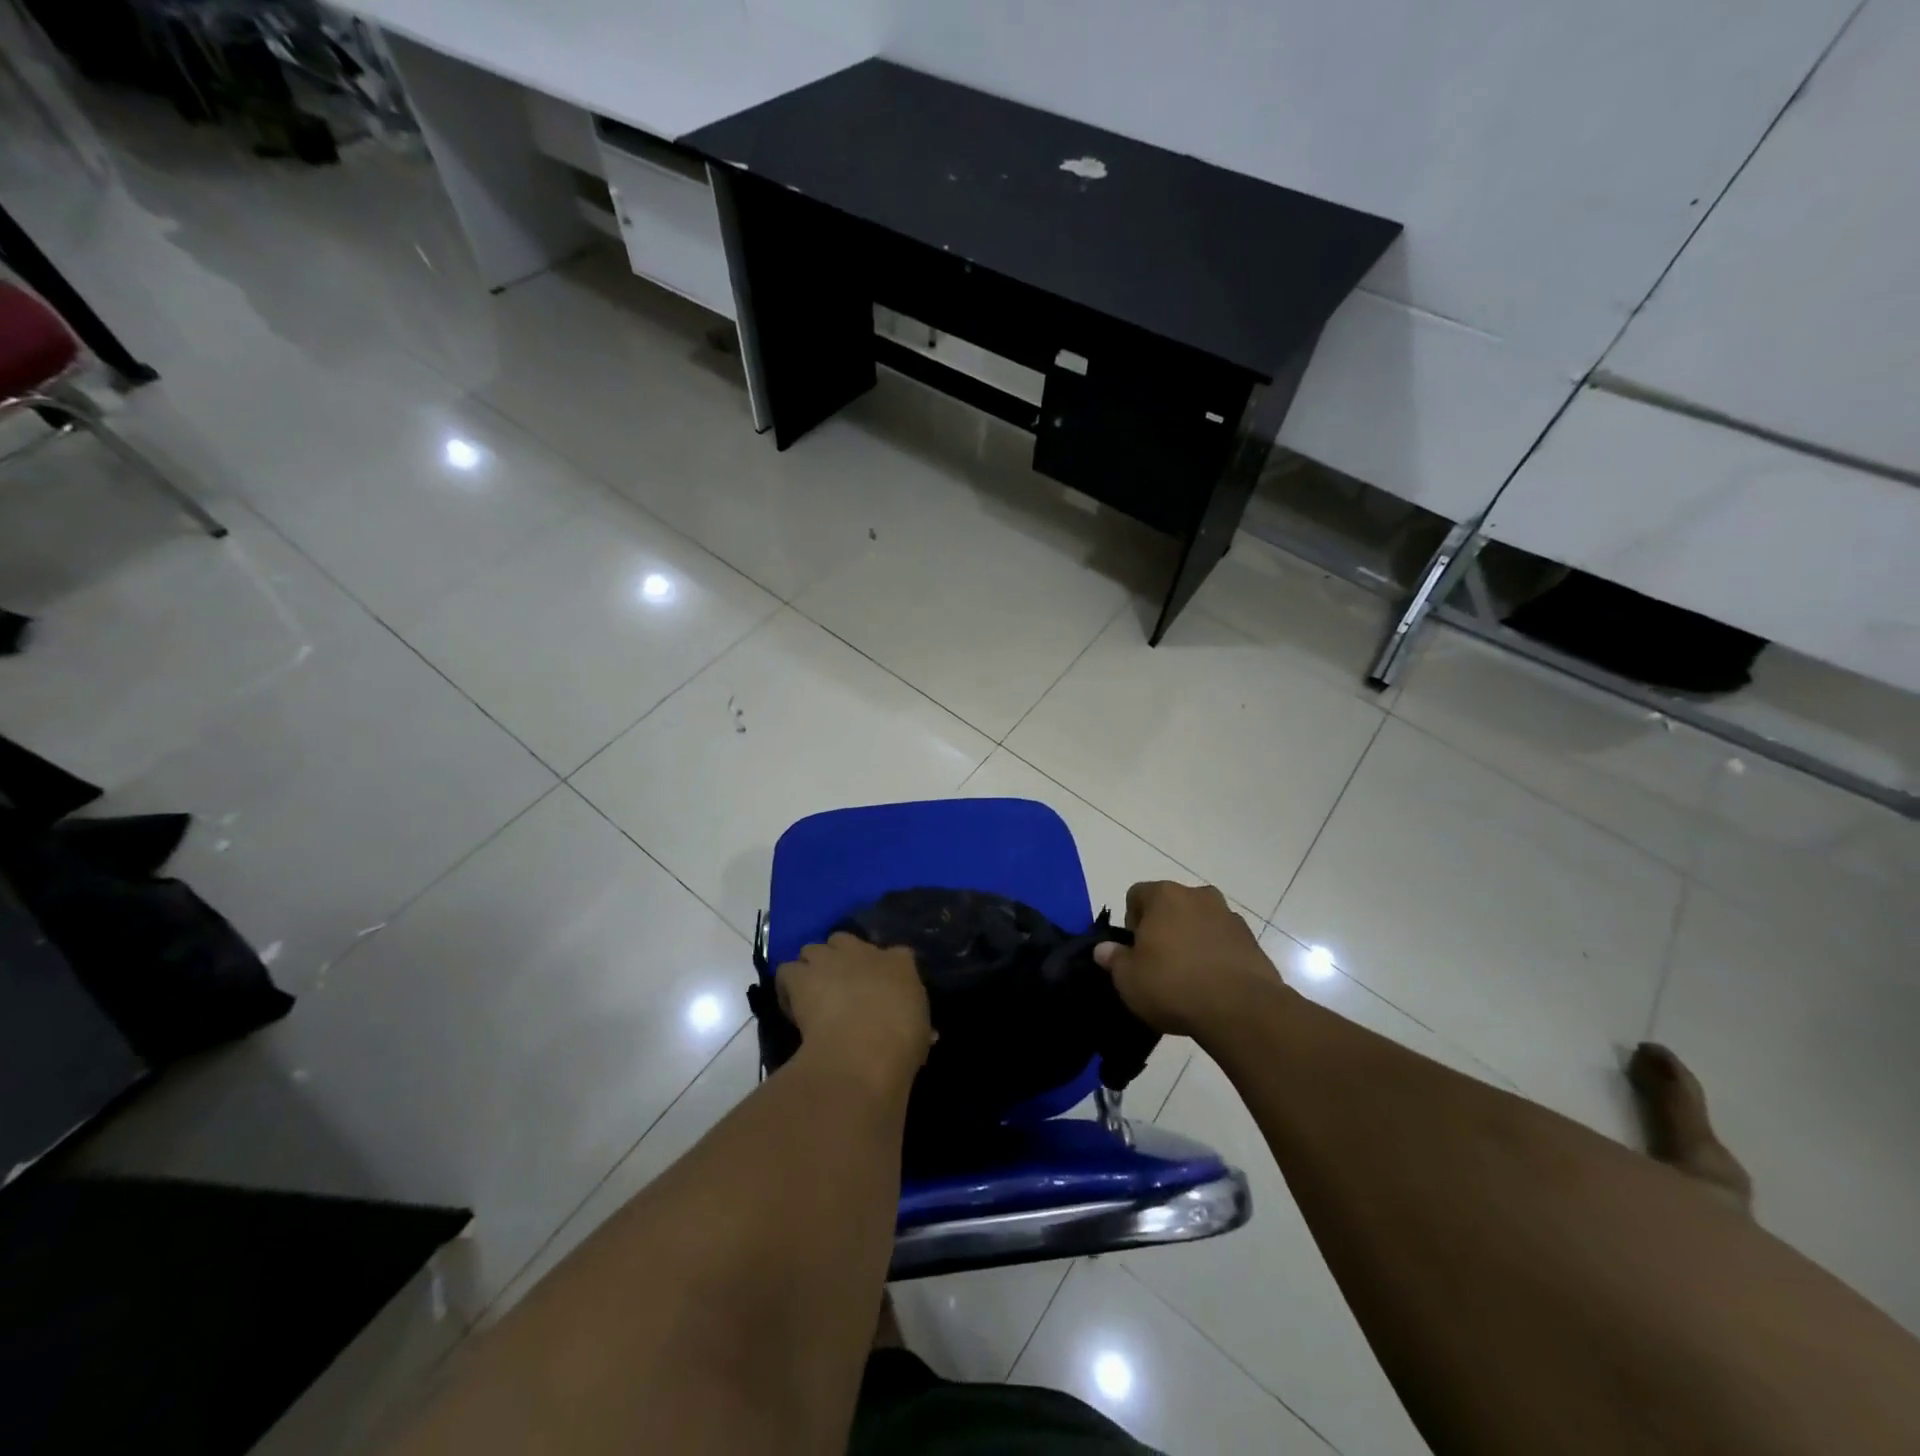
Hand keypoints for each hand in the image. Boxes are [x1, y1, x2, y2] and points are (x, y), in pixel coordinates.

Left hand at [777, 934, 933, 1089]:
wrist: (864, 1050)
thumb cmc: (901, 1044)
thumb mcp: (920, 1032)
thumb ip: (913, 1020)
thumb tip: (919, 1030)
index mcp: (900, 962)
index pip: (895, 953)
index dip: (883, 968)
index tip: (879, 989)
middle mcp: (863, 951)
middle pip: (844, 940)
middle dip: (839, 958)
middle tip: (839, 986)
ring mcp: (829, 959)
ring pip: (812, 949)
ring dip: (812, 968)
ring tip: (812, 994)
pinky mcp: (801, 975)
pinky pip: (787, 971)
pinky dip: (787, 986)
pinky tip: (793, 1006)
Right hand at [1094, 882, 1280, 1040]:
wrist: (1241, 1009)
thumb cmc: (1173, 985)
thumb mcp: (1128, 979)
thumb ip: (1113, 959)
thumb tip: (1104, 949)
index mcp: (1164, 896)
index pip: (1136, 895)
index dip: (1131, 922)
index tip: (1135, 950)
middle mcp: (1198, 896)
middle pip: (1171, 906)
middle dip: (1164, 928)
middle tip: (1159, 963)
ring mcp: (1229, 916)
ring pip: (1200, 922)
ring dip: (1192, 940)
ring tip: (1188, 977)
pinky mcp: (1252, 941)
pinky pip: (1224, 942)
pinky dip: (1217, 955)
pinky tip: (1213, 985)